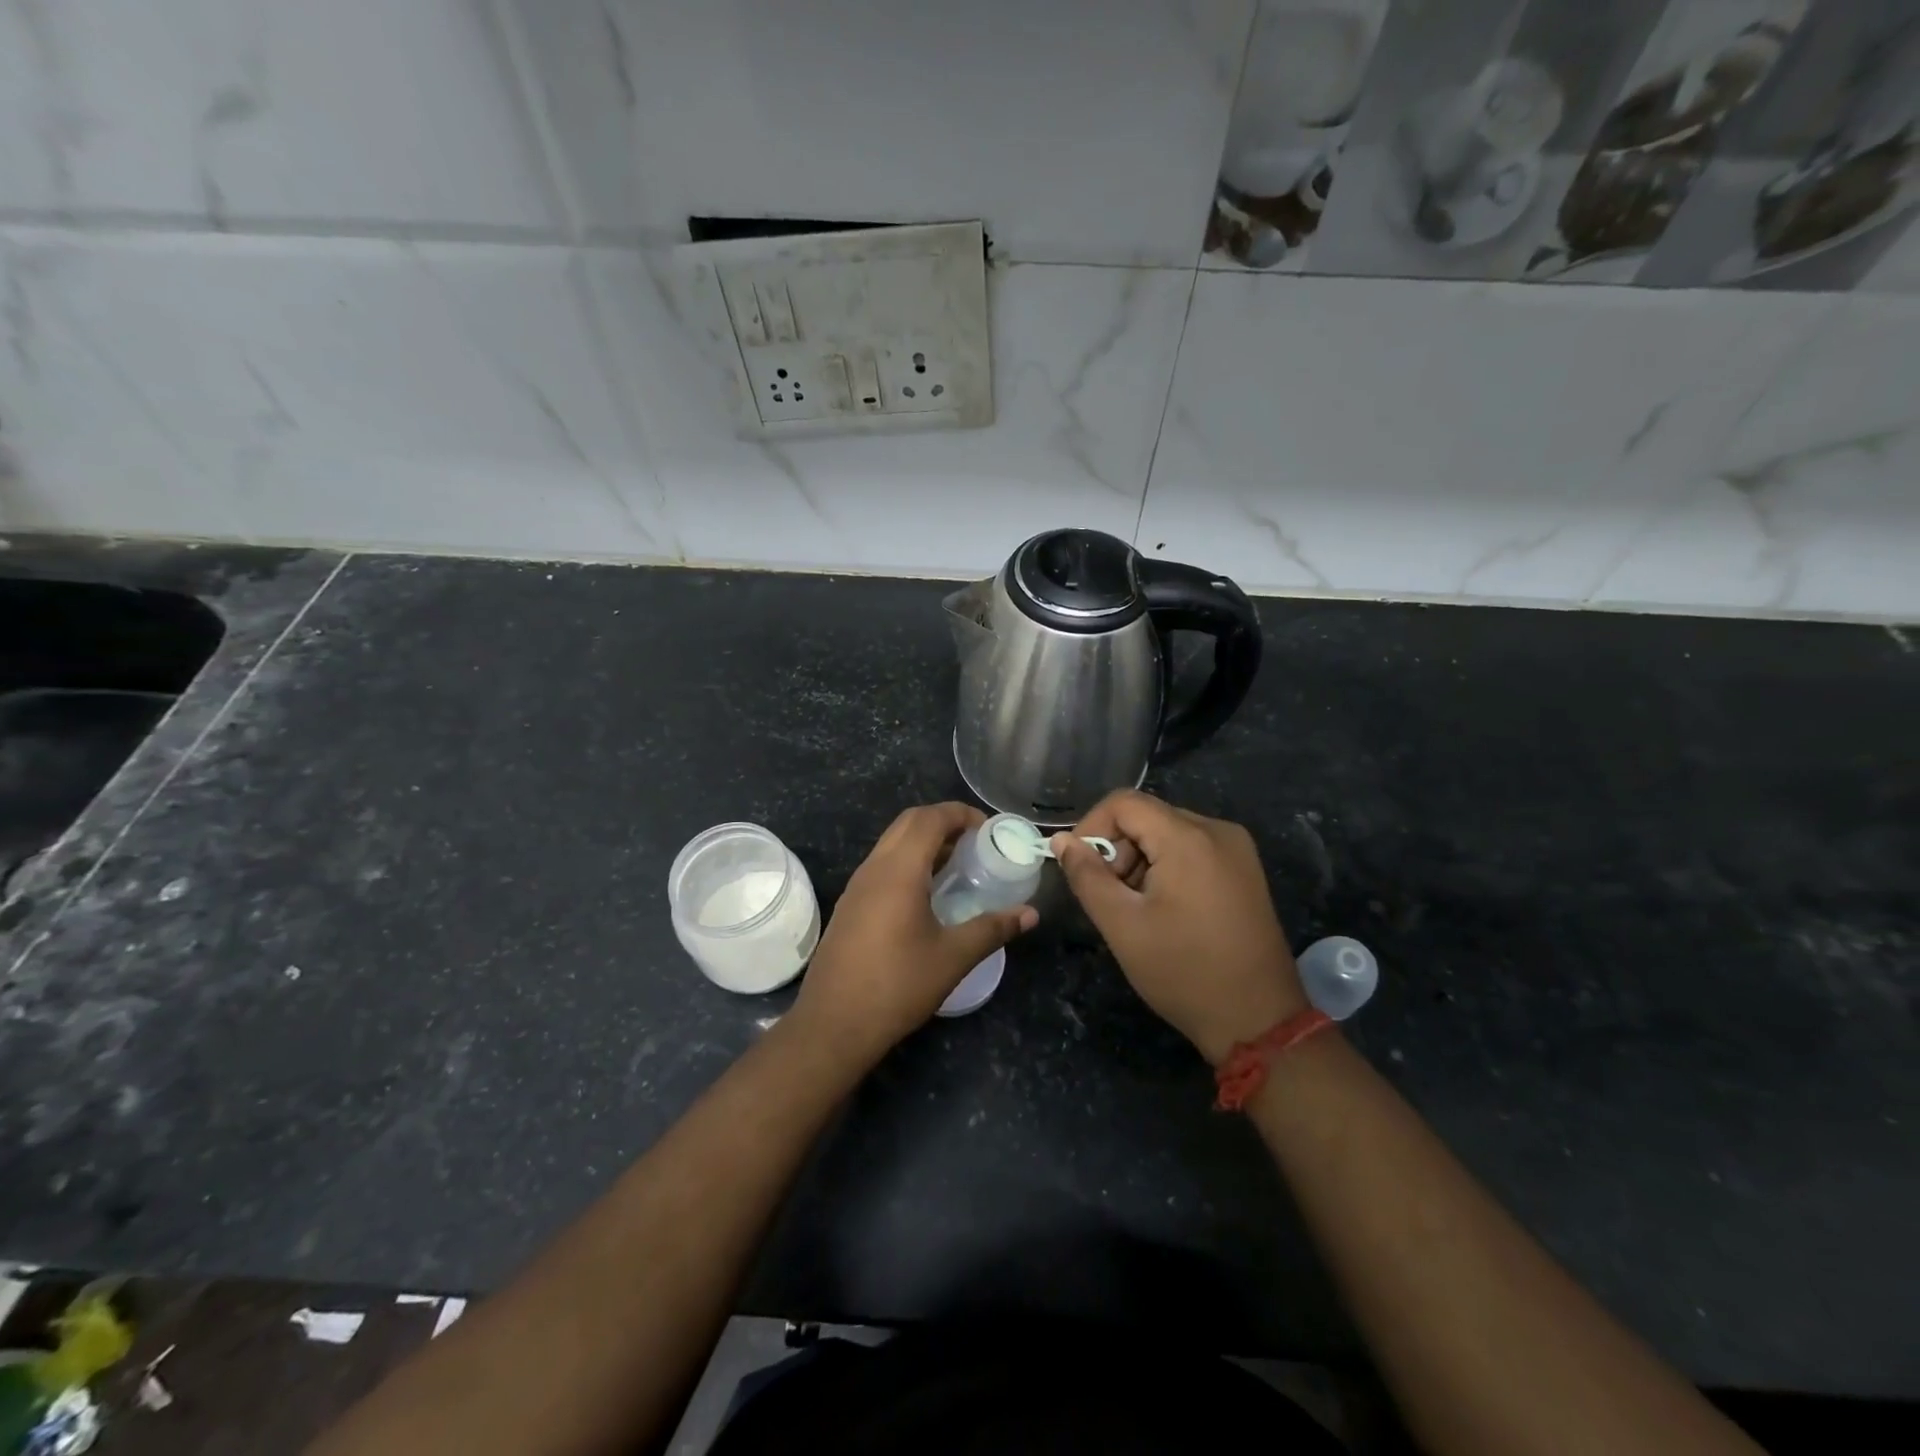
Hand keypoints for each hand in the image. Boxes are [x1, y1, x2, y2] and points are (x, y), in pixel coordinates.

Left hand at [790, 803, 1036, 1068]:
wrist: (833, 1024)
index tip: (988, 828)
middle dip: (943, 821)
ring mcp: (857, 886)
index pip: (930, 818)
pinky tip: (927, 893)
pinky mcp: (850, 905)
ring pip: (892, 842)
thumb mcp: (953, 957)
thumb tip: (1030, 914)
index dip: (961, 813)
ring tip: (957, 864)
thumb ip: (993, 929)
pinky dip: (908, 861)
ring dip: (924, 841)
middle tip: (975, 841)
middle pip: (909, 822)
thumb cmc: (897, 986)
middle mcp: (874, 868)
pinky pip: (882, 865)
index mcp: (899, 870)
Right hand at [1052, 790, 1305, 1064]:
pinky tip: (1165, 908)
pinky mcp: (1244, 869)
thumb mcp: (1122, 925)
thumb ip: (1086, 876)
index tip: (1080, 869)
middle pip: (1147, 817)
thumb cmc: (1184, 972)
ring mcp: (1237, 849)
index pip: (1123, 803)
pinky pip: (1191, 848)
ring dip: (1140, 861)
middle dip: (1117, 850)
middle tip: (1110, 898)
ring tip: (1137, 909)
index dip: (1091, 828)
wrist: (1258, 1021)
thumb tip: (1061, 840)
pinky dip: (1166, 867)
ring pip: (1167, 832)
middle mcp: (1218, 830)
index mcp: (1189, 838)